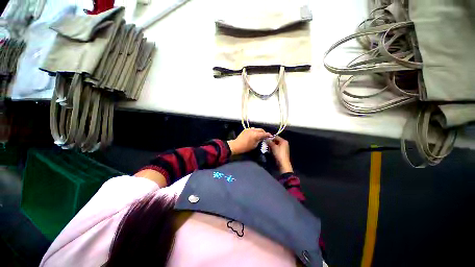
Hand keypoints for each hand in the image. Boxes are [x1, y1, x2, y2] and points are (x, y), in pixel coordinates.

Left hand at [228, 128, 271, 154]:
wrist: (236, 145)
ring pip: (256, 129)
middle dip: (264, 132)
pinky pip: (252, 129)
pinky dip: (255, 131)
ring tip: (260, 135)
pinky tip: (254, 134)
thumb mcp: (254, 145)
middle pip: (261, 130)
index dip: (268, 135)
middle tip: (265, 136)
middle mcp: (253, 130)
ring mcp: (249, 129)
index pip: (264, 133)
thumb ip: (259, 140)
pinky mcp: (246, 129)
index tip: (270, 136)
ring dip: (259, 131)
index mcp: (256, 135)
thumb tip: (262, 138)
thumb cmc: (246, 147)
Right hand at [268, 136, 292, 173]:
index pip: (276, 136)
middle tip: (265, 143)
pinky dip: (273, 148)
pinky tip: (269, 150)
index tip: (265, 139)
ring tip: (267, 147)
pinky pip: (276, 148)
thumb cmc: (279, 154)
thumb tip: (266, 139)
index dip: (270, 137)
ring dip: (271, 145)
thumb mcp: (273, 147)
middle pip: (276, 140)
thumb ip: (270, 142)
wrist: (283, 164)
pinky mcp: (281, 151)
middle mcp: (284, 143)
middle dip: (270, 142)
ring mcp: (283, 147)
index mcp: (283, 141)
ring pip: (275, 144)